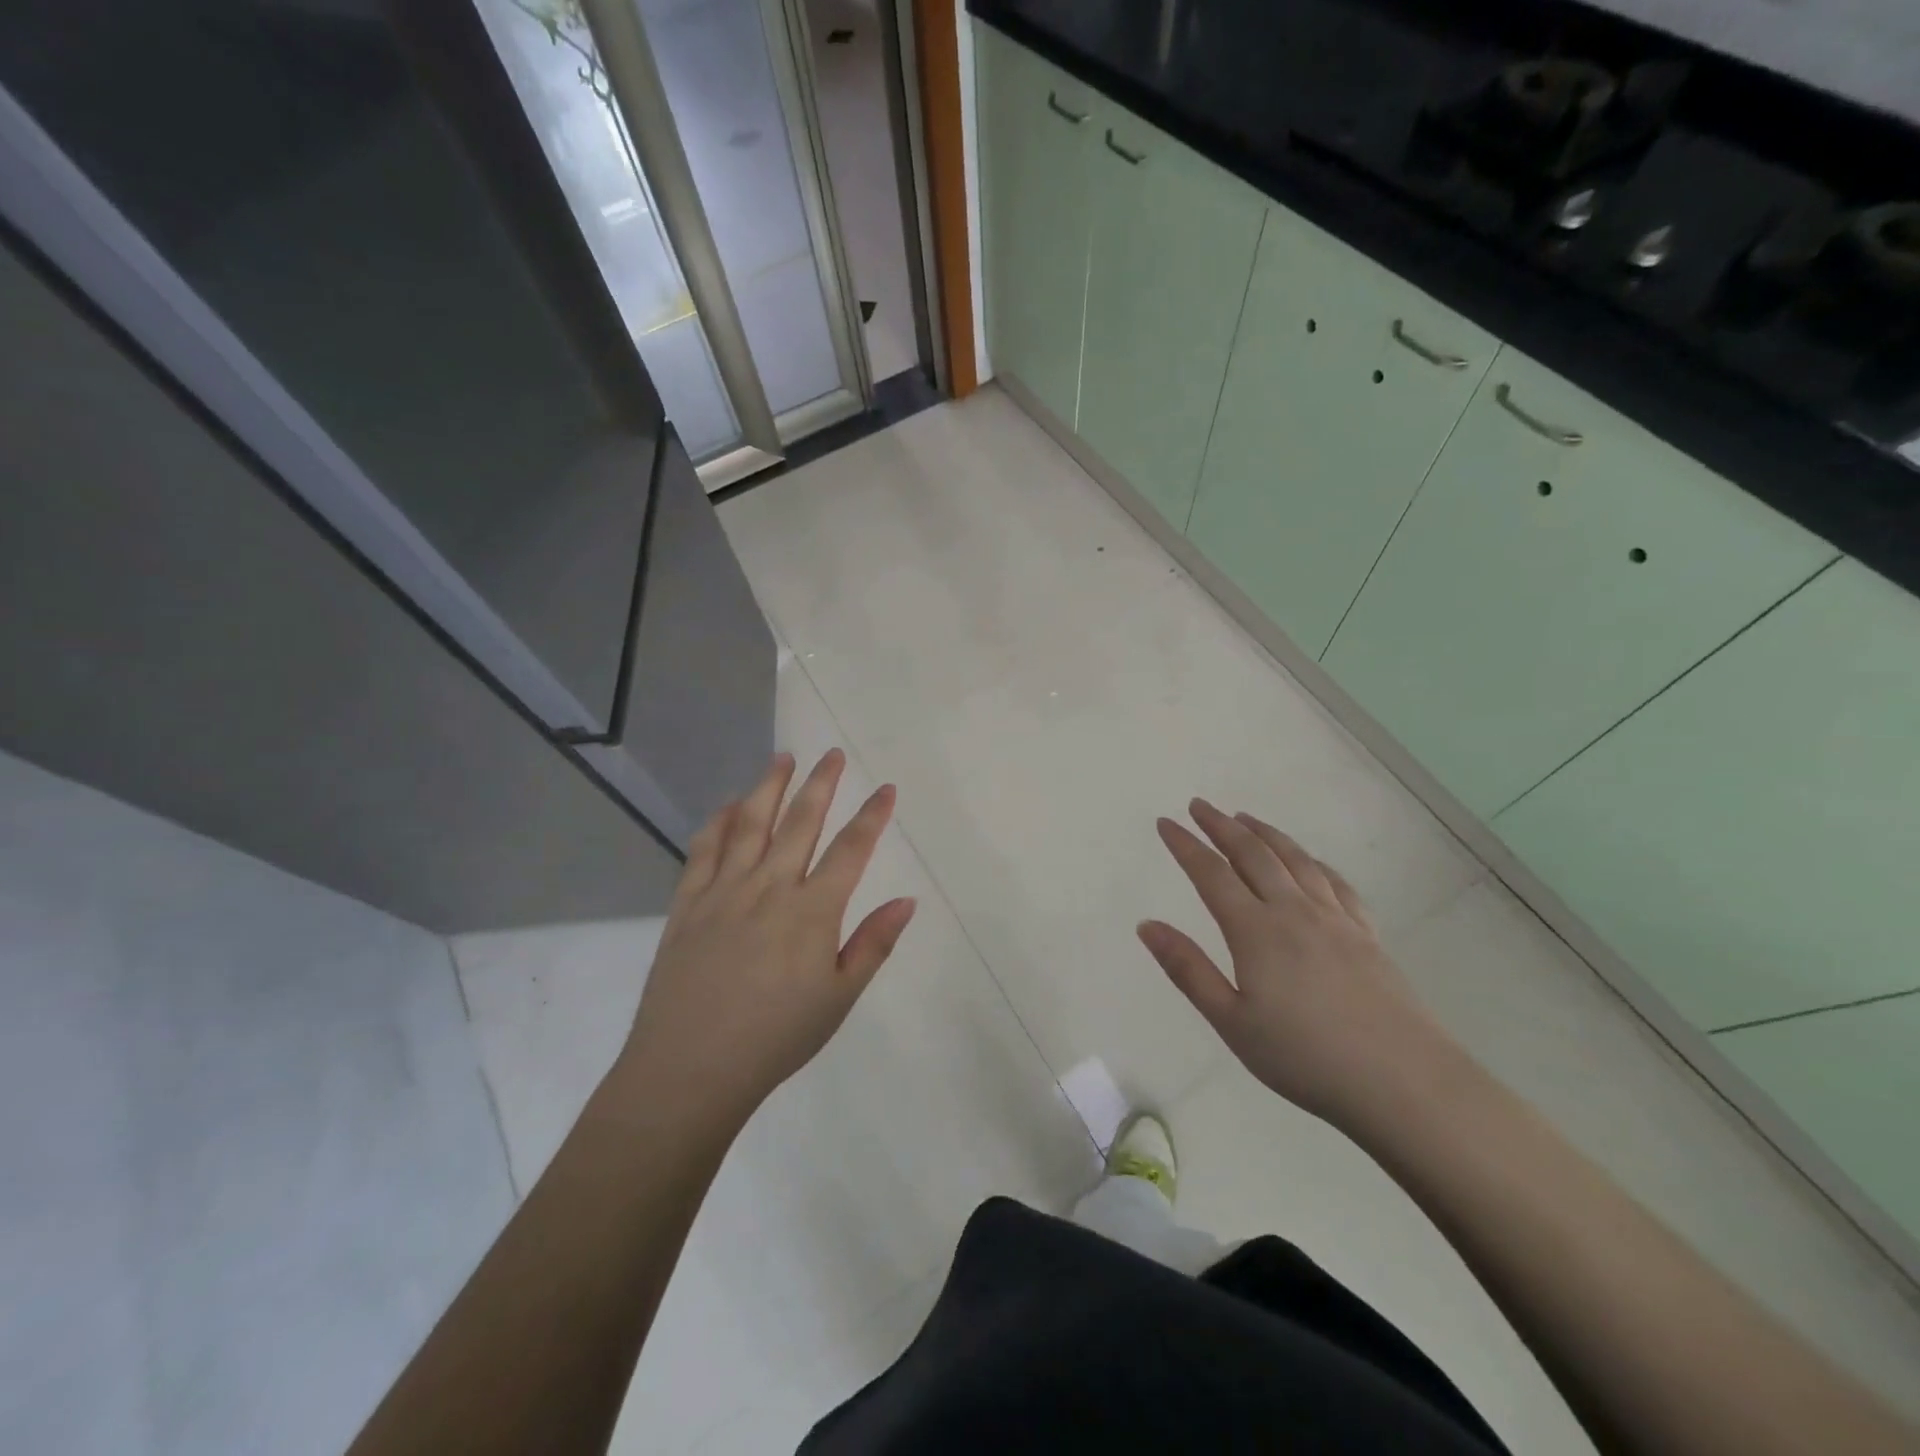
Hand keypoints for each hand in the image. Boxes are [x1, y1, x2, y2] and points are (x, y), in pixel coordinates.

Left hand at [617, 751, 916, 1132]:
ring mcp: (724, 891)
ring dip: (769, 787)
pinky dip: (718, 822)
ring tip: (783, 758)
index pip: (851, 850)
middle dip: (821, 785)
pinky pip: (703, 851)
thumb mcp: (839, 998)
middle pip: (800, 823)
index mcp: (812, 911)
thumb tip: (907, 900)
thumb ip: (873, 944)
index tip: (885, 788)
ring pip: (750, 824)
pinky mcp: (687, 904)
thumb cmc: (776, 1038)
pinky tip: (728, 806)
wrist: (690, 1068)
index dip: (872, 816)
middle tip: (832, 754)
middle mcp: (769, 887)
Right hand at [1139, 799, 1453, 1126]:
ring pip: (1295, 860)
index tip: (1166, 823)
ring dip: (1266, 833)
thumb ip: (1188, 969)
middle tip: (1200, 806)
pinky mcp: (1367, 934)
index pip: (1211, 874)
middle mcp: (1294, 911)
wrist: (1404, 1083)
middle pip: (1253, 854)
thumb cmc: (1305, 1057)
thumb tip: (1147, 925)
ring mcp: (1335, 919)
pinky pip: (1335, 883)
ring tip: (1245, 818)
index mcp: (1256, 931)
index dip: (1186, 845)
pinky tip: (1309, 861)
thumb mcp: (1232, 1021)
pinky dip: (1313, 862)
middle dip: (1222, 826)